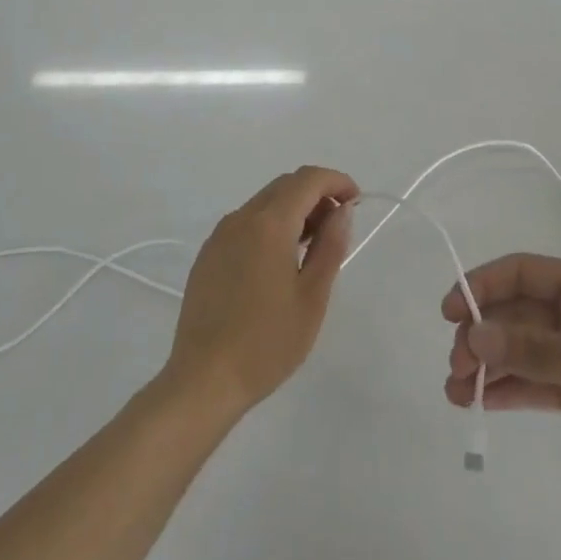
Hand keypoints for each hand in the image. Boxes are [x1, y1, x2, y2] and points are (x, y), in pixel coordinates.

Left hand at [163, 166, 358, 421]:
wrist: (204, 380)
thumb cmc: (267, 342)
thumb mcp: (312, 297)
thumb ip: (330, 246)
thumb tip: (342, 210)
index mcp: (269, 224)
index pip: (307, 179)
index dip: (336, 181)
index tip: (356, 201)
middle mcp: (240, 219)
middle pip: (284, 186)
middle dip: (316, 195)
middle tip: (337, 227)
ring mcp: (219, 236)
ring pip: (263, 203)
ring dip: (292, 210)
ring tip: (312, 247)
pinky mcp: (207, 256)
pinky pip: (245, 224)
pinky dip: (270, 226)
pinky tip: (278, 262)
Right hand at [443, 255, 560, 508]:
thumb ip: (535, 351)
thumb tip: (474, 337)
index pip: (521, 273)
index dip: (481, 286)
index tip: (449, 312)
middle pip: (514, 314)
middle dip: (481, 335)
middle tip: (456, 367)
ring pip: (520, 351)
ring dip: (488, 367)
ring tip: (456, 392)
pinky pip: (535, 383)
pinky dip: (508, 390)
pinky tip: (481, 402)